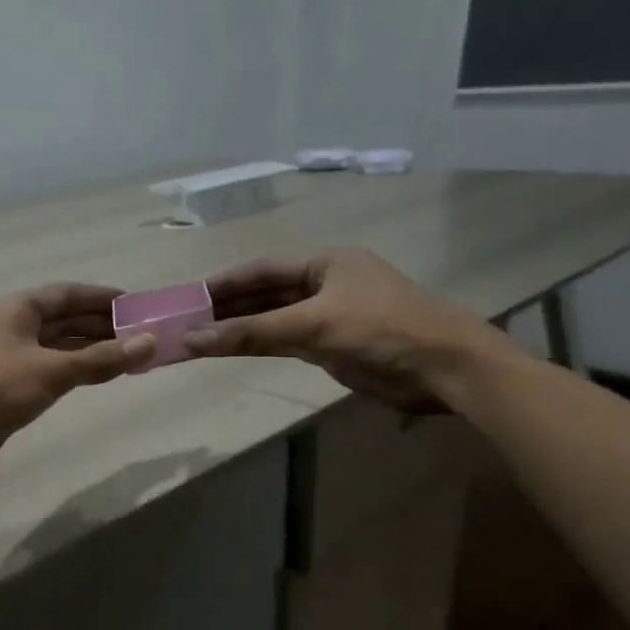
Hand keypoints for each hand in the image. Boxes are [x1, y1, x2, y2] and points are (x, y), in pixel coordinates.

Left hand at [0, 284, 156, 477]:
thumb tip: (150, 343)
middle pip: (63, 319)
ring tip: (127, 354)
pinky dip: (73, 370)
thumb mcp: (51, 371)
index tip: (135, 304)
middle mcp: (11, 326)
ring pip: (56, 346)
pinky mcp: (6, 385)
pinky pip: (48, 369)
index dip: (101, 297)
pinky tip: (95, 376)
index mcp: (16, 308)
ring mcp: (7, 357)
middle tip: (140, 333)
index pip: (66, 294)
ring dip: (89, 349)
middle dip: (100, 325)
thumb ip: (100, 360)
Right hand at [184, 248, 507, 411]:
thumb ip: (254, 332)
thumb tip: (194, 339)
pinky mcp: (332, 347)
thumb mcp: (314, 324)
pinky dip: (259, 346)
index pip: (263, 269)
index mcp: (325, 263)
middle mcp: (324, 284)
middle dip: (228, 308)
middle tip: (187, 321)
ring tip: (199, 338)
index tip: (190, 296)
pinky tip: (232, 350)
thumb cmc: (381, 329)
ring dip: (240, 329)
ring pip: (273, 321)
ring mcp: (328, 317)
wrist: (442, 367)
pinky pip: (285, 342)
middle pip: (265, 294)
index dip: (225, 282)